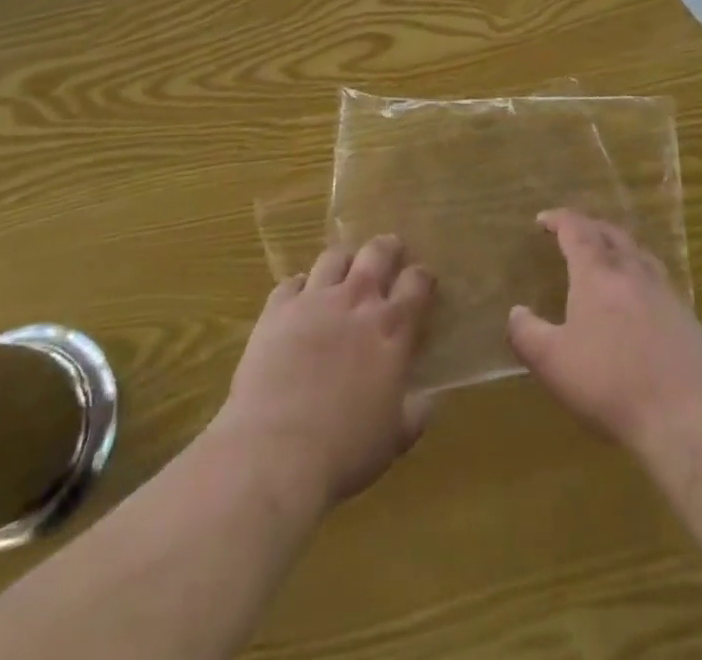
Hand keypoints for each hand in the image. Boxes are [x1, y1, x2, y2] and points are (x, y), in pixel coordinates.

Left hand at [213, 235, 435, 511]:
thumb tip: (427, 401)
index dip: (422, 277)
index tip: (422, 283)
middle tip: (390, 254)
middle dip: (388, 248)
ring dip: (344, 261)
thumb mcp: (394, 439)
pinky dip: (299, 287)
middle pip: (377, 252)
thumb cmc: (345, 450)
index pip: (417, 282)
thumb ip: (415, 413)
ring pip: (334, 257)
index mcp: (393, 328)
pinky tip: (299, 301)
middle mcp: (357, 301)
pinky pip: (291, 282)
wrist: (274, 452)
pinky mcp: (276, 310)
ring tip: (344, 273)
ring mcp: (314, 300)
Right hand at [507, 210, 701, 458]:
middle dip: (588, 226)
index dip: (558, 220)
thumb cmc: (610, 384)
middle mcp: (631, 270)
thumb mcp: (552, 363)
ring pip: (638, 252)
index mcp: (597, 272)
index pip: (575, 229)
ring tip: (606, 256)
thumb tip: (516, 312)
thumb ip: (527, 334)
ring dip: (617, 245)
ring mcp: (664, 291)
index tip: (542, 219)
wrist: (688, 416)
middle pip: (610, 232)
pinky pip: (657, 278)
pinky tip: (638, 297)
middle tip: (572, 233)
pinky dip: (639, 273)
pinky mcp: (686, 316)